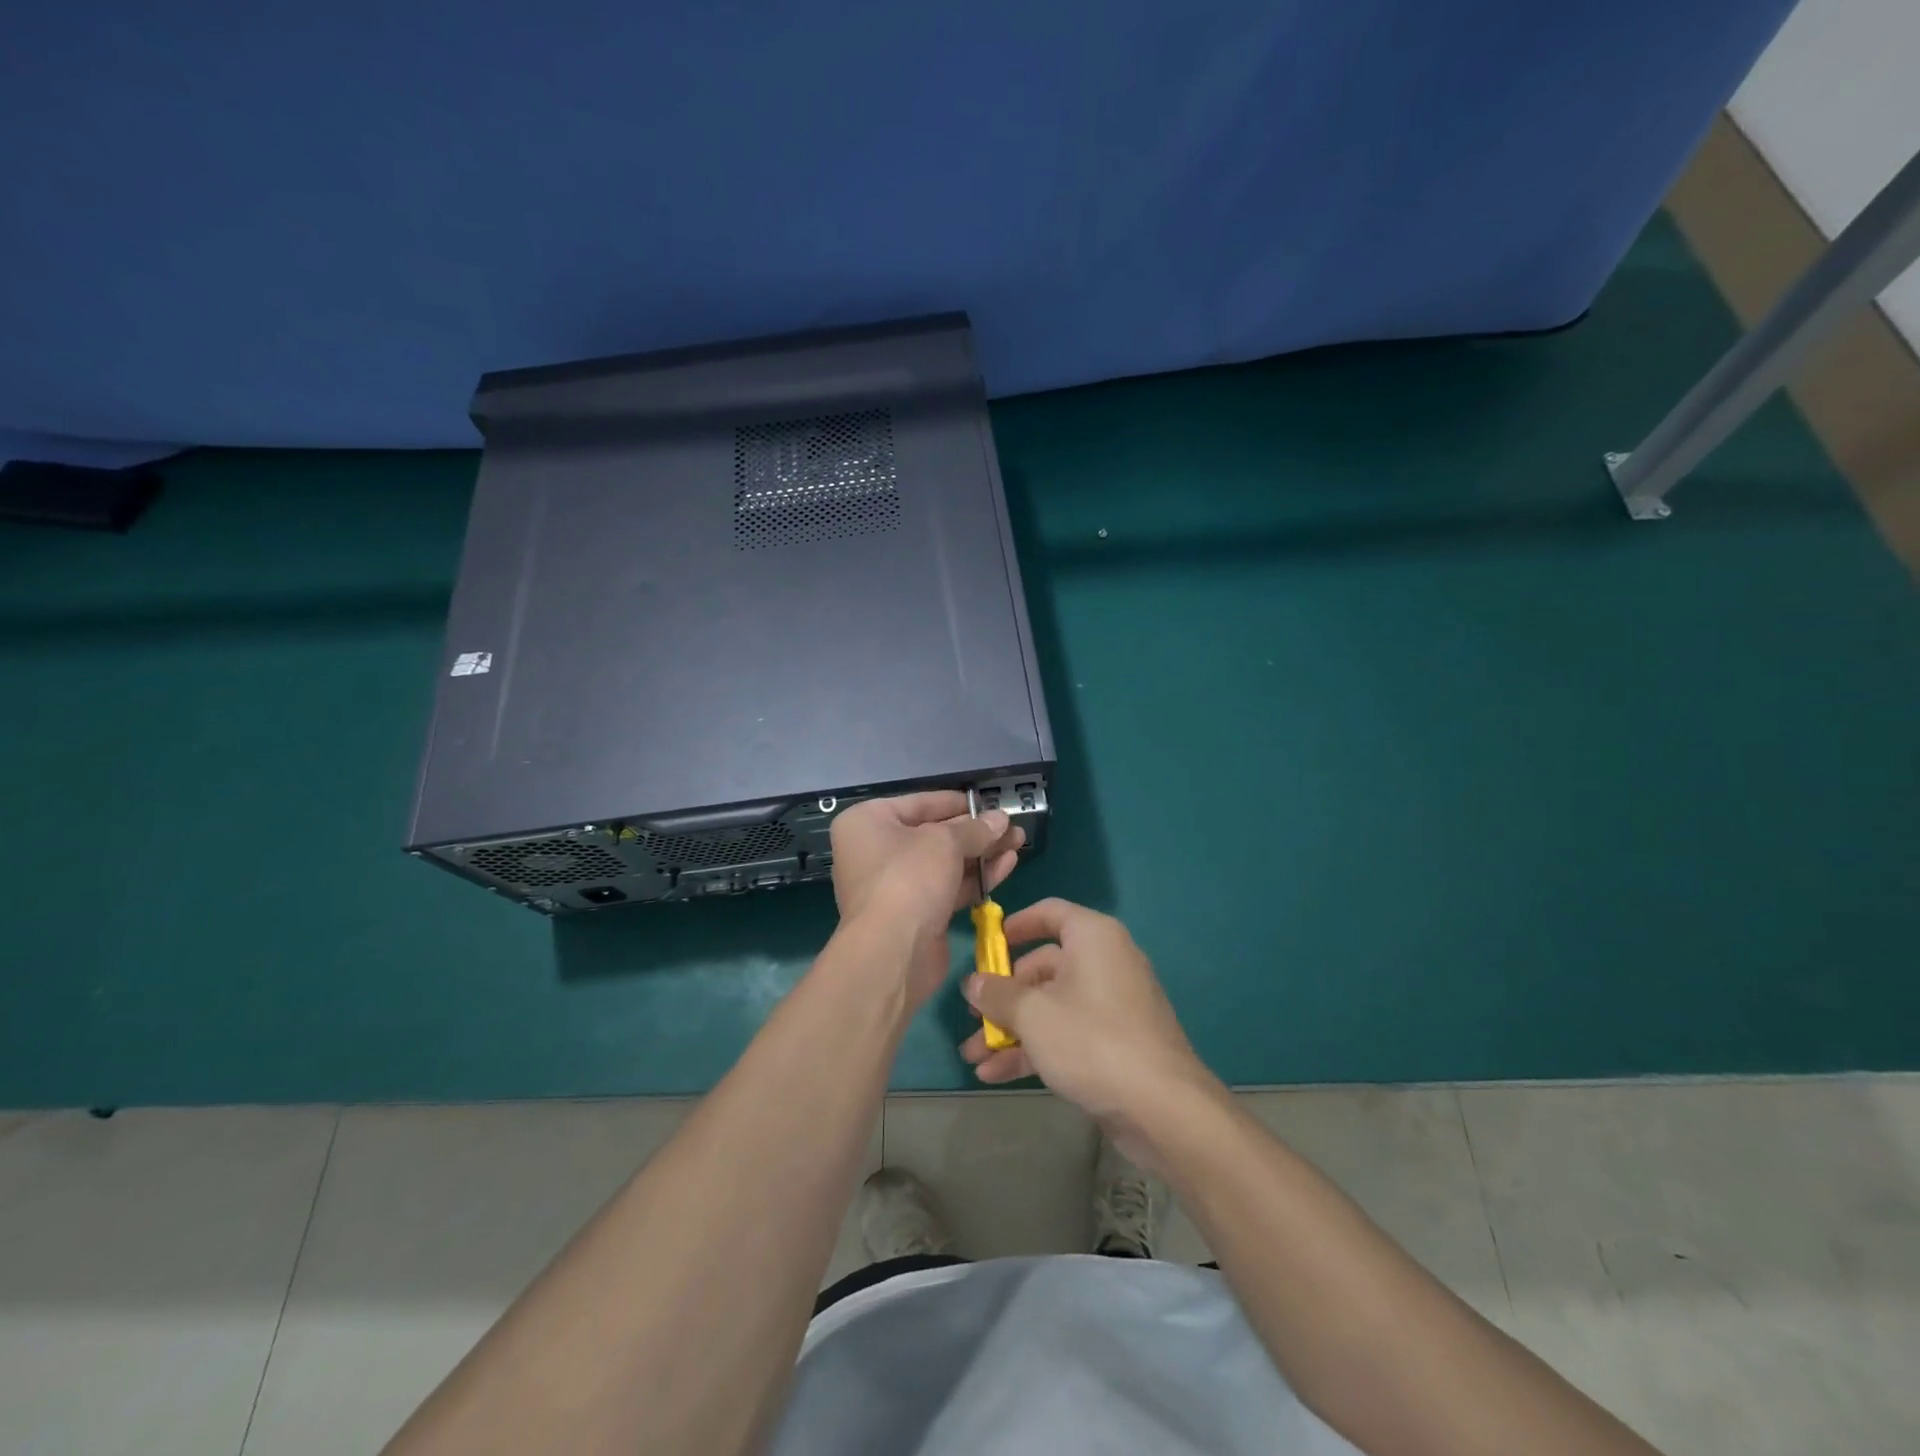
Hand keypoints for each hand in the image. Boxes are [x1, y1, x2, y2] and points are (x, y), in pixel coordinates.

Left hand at [830, 792, 1023, 1006]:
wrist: (893, 952)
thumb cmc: (909, 878)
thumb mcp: (945, 841)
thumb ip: (975, 829)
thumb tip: (1000, 819)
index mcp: (868, 822)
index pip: (920, 803)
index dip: (958, 803)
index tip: (989, 804)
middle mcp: (876, 850)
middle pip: (935, 834)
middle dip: (976, 832)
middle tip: (1013, 827)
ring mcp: (896, 885)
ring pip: (946, 862)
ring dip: (982, 853)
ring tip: (1019, 842)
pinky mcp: (916, 913)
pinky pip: (949, 887)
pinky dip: (976, 877)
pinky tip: (1007, 865)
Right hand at [959, 898, 1219, 1164]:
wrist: (1162, 1107)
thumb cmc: (1092, 1039)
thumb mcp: (1033, 1014)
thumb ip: (997, 994)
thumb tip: (972, 982)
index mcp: (1093, 937)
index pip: (1050, 913)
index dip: (1016, 925)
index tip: (987, 944)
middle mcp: (1105, 962)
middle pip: (1044, 967)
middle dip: (1003, 996)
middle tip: (972, 1016)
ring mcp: (1112, 1005)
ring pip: (1051, 1006)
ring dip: (1011, 1030)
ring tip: (973, 1056)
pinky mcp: (1115, 1043)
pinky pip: (1067, 1034)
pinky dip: (1034, 1049)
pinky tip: (995, 1075)